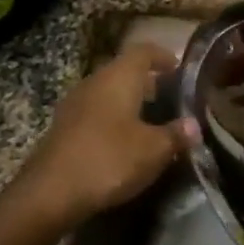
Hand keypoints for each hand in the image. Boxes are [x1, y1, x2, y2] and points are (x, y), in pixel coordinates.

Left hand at [20, 43, 196, 227]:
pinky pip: (96, 113)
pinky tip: (126, 141)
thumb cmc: (109, 159)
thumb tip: (193, 126)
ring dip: (130, 102)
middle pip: (124, 71)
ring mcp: (75, 104)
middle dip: (149, 82)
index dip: (164, 56)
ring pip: (109, 93)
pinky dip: (114, 119)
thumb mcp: (154, 150)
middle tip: (172, 98)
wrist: (50, 192)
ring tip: (153, 121)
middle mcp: (94, 82)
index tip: (181, 68)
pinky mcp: (64, 128)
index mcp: (119, 77)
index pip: (144, 51)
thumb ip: (176, 135)